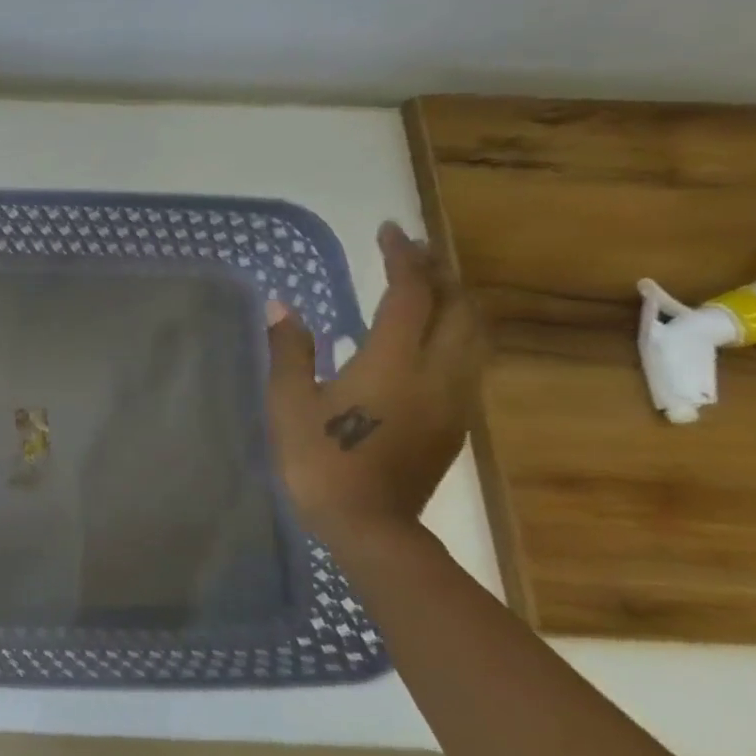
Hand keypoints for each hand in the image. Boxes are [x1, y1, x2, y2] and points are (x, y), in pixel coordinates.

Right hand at [265, 222, 483, 545]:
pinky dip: (455, 330)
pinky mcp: (458, 419)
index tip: (389, 231)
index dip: (403, 257)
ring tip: (426, 287)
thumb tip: (280, 306)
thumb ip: (289, 350)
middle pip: (458, 306)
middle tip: (410, 253)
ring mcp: (456, 397)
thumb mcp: (289, 403)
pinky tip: (428, 337)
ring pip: (474, 332)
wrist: (368, 524)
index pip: (411, 293)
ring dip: (455, 300)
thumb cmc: (320, 460)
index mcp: (394, 361)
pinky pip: (470, 358)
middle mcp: (438, 371)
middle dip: (438, 272)